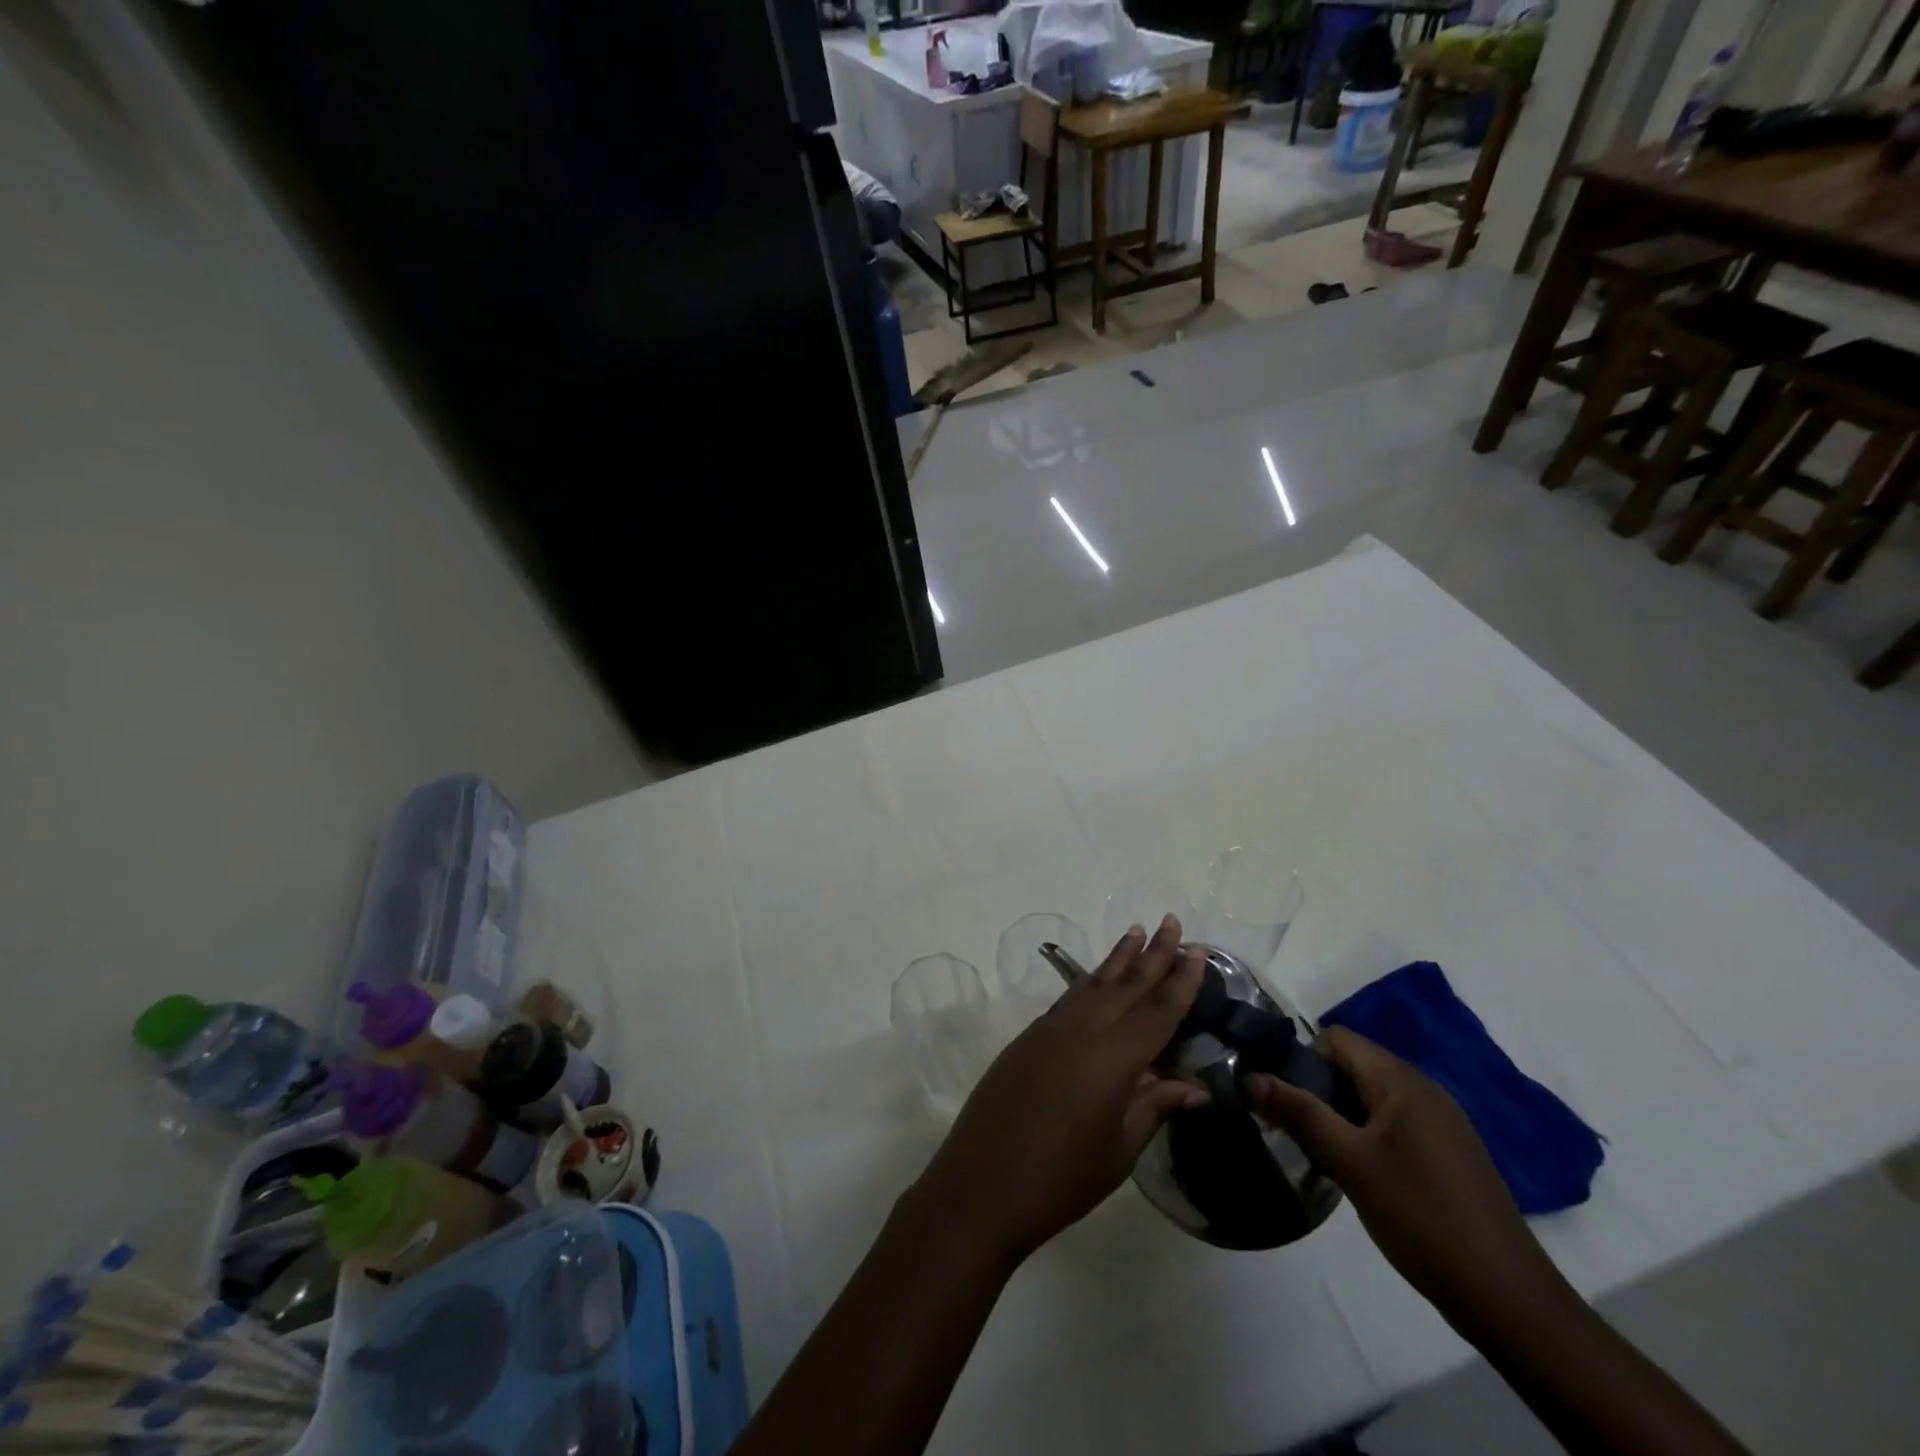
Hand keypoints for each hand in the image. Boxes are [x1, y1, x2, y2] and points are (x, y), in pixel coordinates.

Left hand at [910, 916, 1208, 1266]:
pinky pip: (1069, 999)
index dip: (1181, 980)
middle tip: (1171, 921)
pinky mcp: (1028, 1037)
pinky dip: (1089, 981)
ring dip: (1118, 957)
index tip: (1198, 950)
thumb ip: (1155, 1107)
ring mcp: (1050, 1029)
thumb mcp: (1119, 1149)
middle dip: (1153, 953)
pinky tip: (1097, 979)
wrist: (981, 1184)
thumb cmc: (1062, 1178)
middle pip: (1126, 984)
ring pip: (1093, 983)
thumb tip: (1196, 1087)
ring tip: (1137, 932)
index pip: (1158, 1010)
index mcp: (1114, 1057)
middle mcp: (1083, 1030)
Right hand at [1245, 1027, 1574, 1332]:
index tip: (1282, 1099)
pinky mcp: (1449, 1152)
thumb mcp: (1349, 1162)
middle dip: (1317, 1091)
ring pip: (1371, 1097)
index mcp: (1401, 1080)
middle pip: (1352, 1065)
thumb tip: (1247, 1076)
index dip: (1301, 1059)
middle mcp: (1423, 1089)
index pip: (1336, 1038)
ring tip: (1322, 1156)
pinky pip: (1394, 1123)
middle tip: (1295, 1131)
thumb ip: (1297, 1113)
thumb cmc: (1421, 1217)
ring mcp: (1441, 1122)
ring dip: (1340, 1117)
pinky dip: (1367, 1136)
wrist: (1508, 1299)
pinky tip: (1361, 1176)